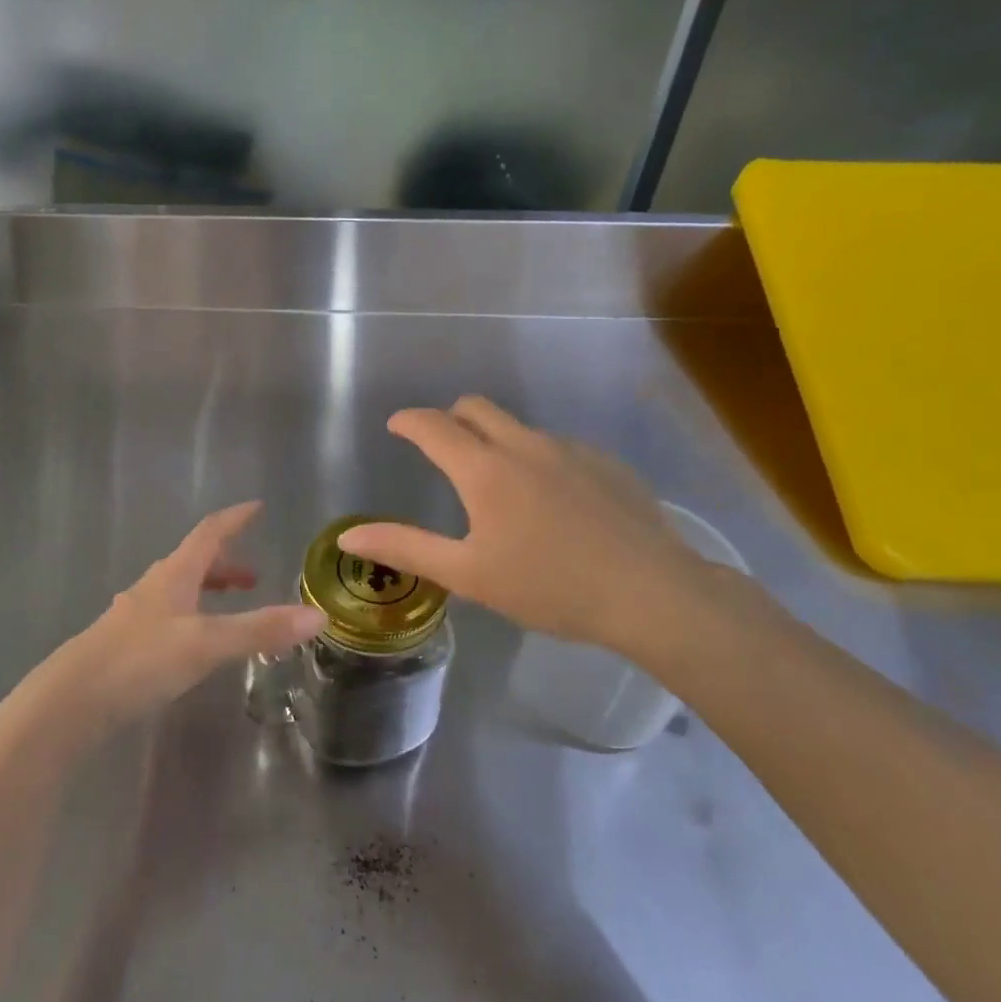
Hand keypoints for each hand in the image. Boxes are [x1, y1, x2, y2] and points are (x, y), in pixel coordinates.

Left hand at [33, 503, 320, 735]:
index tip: (256, 507)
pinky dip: (192, 618)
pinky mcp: (126, 645)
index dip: (234, 519)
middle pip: (194, 562)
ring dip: (208, 591)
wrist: (71, 700)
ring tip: (231, 610)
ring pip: (180, 591)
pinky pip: (168, 617)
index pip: (209, 533)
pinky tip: (193, 646)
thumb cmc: (140, 660)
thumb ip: (260, 630)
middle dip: (226, 564)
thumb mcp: (207, 644)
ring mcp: (136, 615)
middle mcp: (154, 587)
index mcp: (174, 574)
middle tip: (254, 575)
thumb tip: (317, 616)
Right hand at [338, 397, 734, 657]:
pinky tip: (553, 504)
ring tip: (499, 487)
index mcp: (485, 469)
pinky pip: (556, 447)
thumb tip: (348, 536)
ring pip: (518, 427)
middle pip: (476, 408)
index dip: (408, 420)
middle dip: (450, 418)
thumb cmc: (549, 586)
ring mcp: (570, 450)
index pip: (433, 426)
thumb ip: (405, 548)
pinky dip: (536, 460)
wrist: (653, 594)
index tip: (396, 426)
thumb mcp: (468, 574)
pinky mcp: (605, 463)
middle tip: (441, 448)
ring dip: (495, 440)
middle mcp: (524, 445)